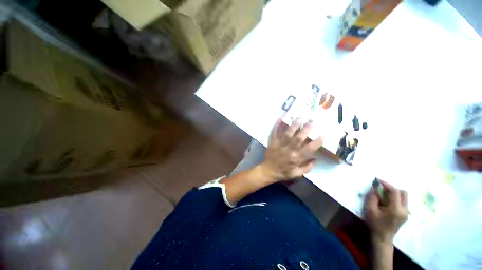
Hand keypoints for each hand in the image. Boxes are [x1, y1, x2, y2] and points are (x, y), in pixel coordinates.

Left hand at [259, 118, 323, 181]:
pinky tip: (280, 118)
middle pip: (298, 139)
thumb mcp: (297, 174)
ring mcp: (279, 145)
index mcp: (295, 158)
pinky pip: (274, 133)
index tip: (322, 135)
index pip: (308, 149)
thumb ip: (307, 167)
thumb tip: (316, 159)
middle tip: (311, 121)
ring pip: (287, 134)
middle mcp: (288, 150)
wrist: (268, 170)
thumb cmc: (283, 172)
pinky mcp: (272, 143)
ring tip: (299, 118)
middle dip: (305, 130)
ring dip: (293, 126)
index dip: (316, 143)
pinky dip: (276, 126)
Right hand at [363, 181, 407, 245]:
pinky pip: (403, 202)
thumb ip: (372, 197)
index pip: (395, 192)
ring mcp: (406, 213)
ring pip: (404, 197)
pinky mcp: (405, 215)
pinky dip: (396, 198)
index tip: (378, 180)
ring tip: (384, 195)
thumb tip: (375, 187)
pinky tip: (387, 202)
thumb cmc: (374, 223)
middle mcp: (404, 210)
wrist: (382, 238)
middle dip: (392, 188)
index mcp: (396, 209)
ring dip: (395, 193)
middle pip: (403, 193)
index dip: (387, 184)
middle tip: (382, 189)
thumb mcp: (370, 209)